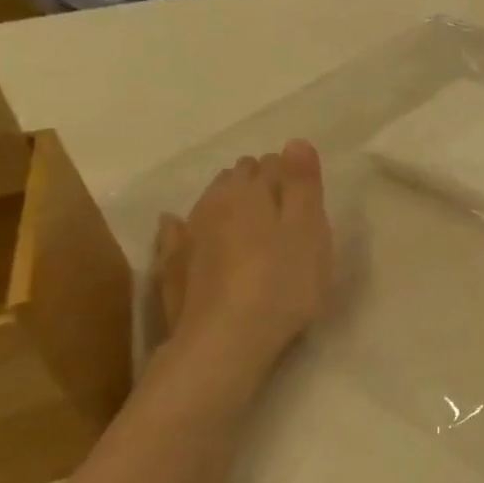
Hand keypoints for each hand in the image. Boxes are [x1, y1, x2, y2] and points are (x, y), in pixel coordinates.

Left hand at [154, 140, 333, 381]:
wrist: (226, 340)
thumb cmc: (283, 282)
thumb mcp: (310, 230)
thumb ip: (303, 185)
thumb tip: (294, 141)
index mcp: (251, 193)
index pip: (270, 165)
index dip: (288, 172)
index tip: (304, 189)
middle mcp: (214, 205)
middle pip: (236, 180)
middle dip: (257, 182)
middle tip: (281, 202)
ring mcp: (188, 236)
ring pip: (208, 203)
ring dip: (227, 201)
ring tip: (246, 212)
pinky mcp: (173, 268)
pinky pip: (176, 234)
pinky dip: (183, 226)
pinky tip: (177, 226)